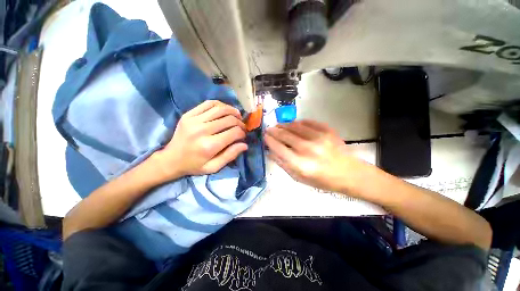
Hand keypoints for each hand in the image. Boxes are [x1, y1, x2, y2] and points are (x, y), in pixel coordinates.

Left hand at [152, 100, 247, 180]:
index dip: (242, 133)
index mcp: (209, 145)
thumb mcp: (214, 167)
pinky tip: (224, 110)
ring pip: (220, 109)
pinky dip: (220, 105)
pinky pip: (208, 103)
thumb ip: (230, 155)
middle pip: (229, 119)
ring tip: (237, 116)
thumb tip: (245, 145)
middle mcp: (202, 130)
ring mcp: (194, 120)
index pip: (234, 132)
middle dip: (240, 123)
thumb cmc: (194, 165)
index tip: (243, 135)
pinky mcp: (188, 114)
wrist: (170, 159)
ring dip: (232, 111)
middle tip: (242, 127)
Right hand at [264, 120, 360, 192]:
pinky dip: (298, 122)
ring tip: (279, 125)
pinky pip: (308, 122)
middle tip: (269, 129)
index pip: (279, 148)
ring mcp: (319, 138)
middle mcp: (308, 149)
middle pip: (285, 135)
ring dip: (284, 125)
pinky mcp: (328, 131)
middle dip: (274, 131)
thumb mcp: (299, 178)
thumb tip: (270, 152)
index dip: (269, 141)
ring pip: (295, 126)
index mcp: (300, 164)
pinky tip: (294, 124)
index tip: (265, 136)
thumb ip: (283, 164)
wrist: (348, 173)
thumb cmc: (322, 180)